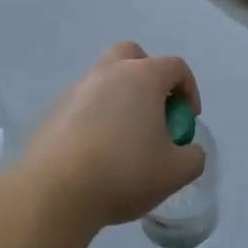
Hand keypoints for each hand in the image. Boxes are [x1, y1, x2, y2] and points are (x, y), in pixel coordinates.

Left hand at [20, 43, 205, 229]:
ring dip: (120, 98)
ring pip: (104, 79)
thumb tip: (188, 149)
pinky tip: (97, 152)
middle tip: (154, 111)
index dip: (189, 90)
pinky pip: (83, 104)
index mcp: (142, 77)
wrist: (54, 192)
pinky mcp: (53, 111)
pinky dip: (96, 117)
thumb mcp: (176, 172)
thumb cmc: (124, 173)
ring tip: (125, 138)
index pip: (175, 66)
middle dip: (149, 76)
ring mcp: (76, 90)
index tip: (187, 120)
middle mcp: (107, 73)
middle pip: (132, 55)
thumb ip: (193, 156)